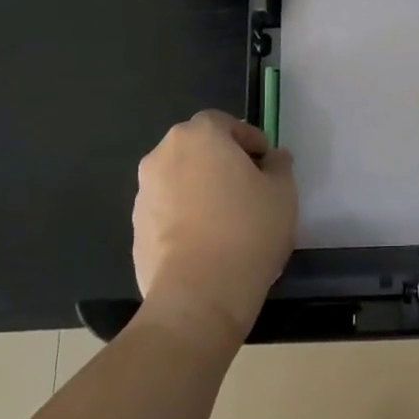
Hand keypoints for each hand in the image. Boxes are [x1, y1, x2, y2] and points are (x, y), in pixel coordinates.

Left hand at [133, 110, 297, 347]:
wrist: (198, 296)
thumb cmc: (247, 230)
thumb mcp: (282, 192)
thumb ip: (279, 166)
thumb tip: (273, 158)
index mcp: (199, 135)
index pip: (225, 123)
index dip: (248, 139)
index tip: (266, 164)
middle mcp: (163, 155)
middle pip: (198, 148)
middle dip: (221, 162)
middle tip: (248, 188)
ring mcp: (145, 193)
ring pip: (180, 179)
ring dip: (201, 189)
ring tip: (227, 220)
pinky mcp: (136, 229)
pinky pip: (168, 211)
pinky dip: (185, 217)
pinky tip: (207, 243)